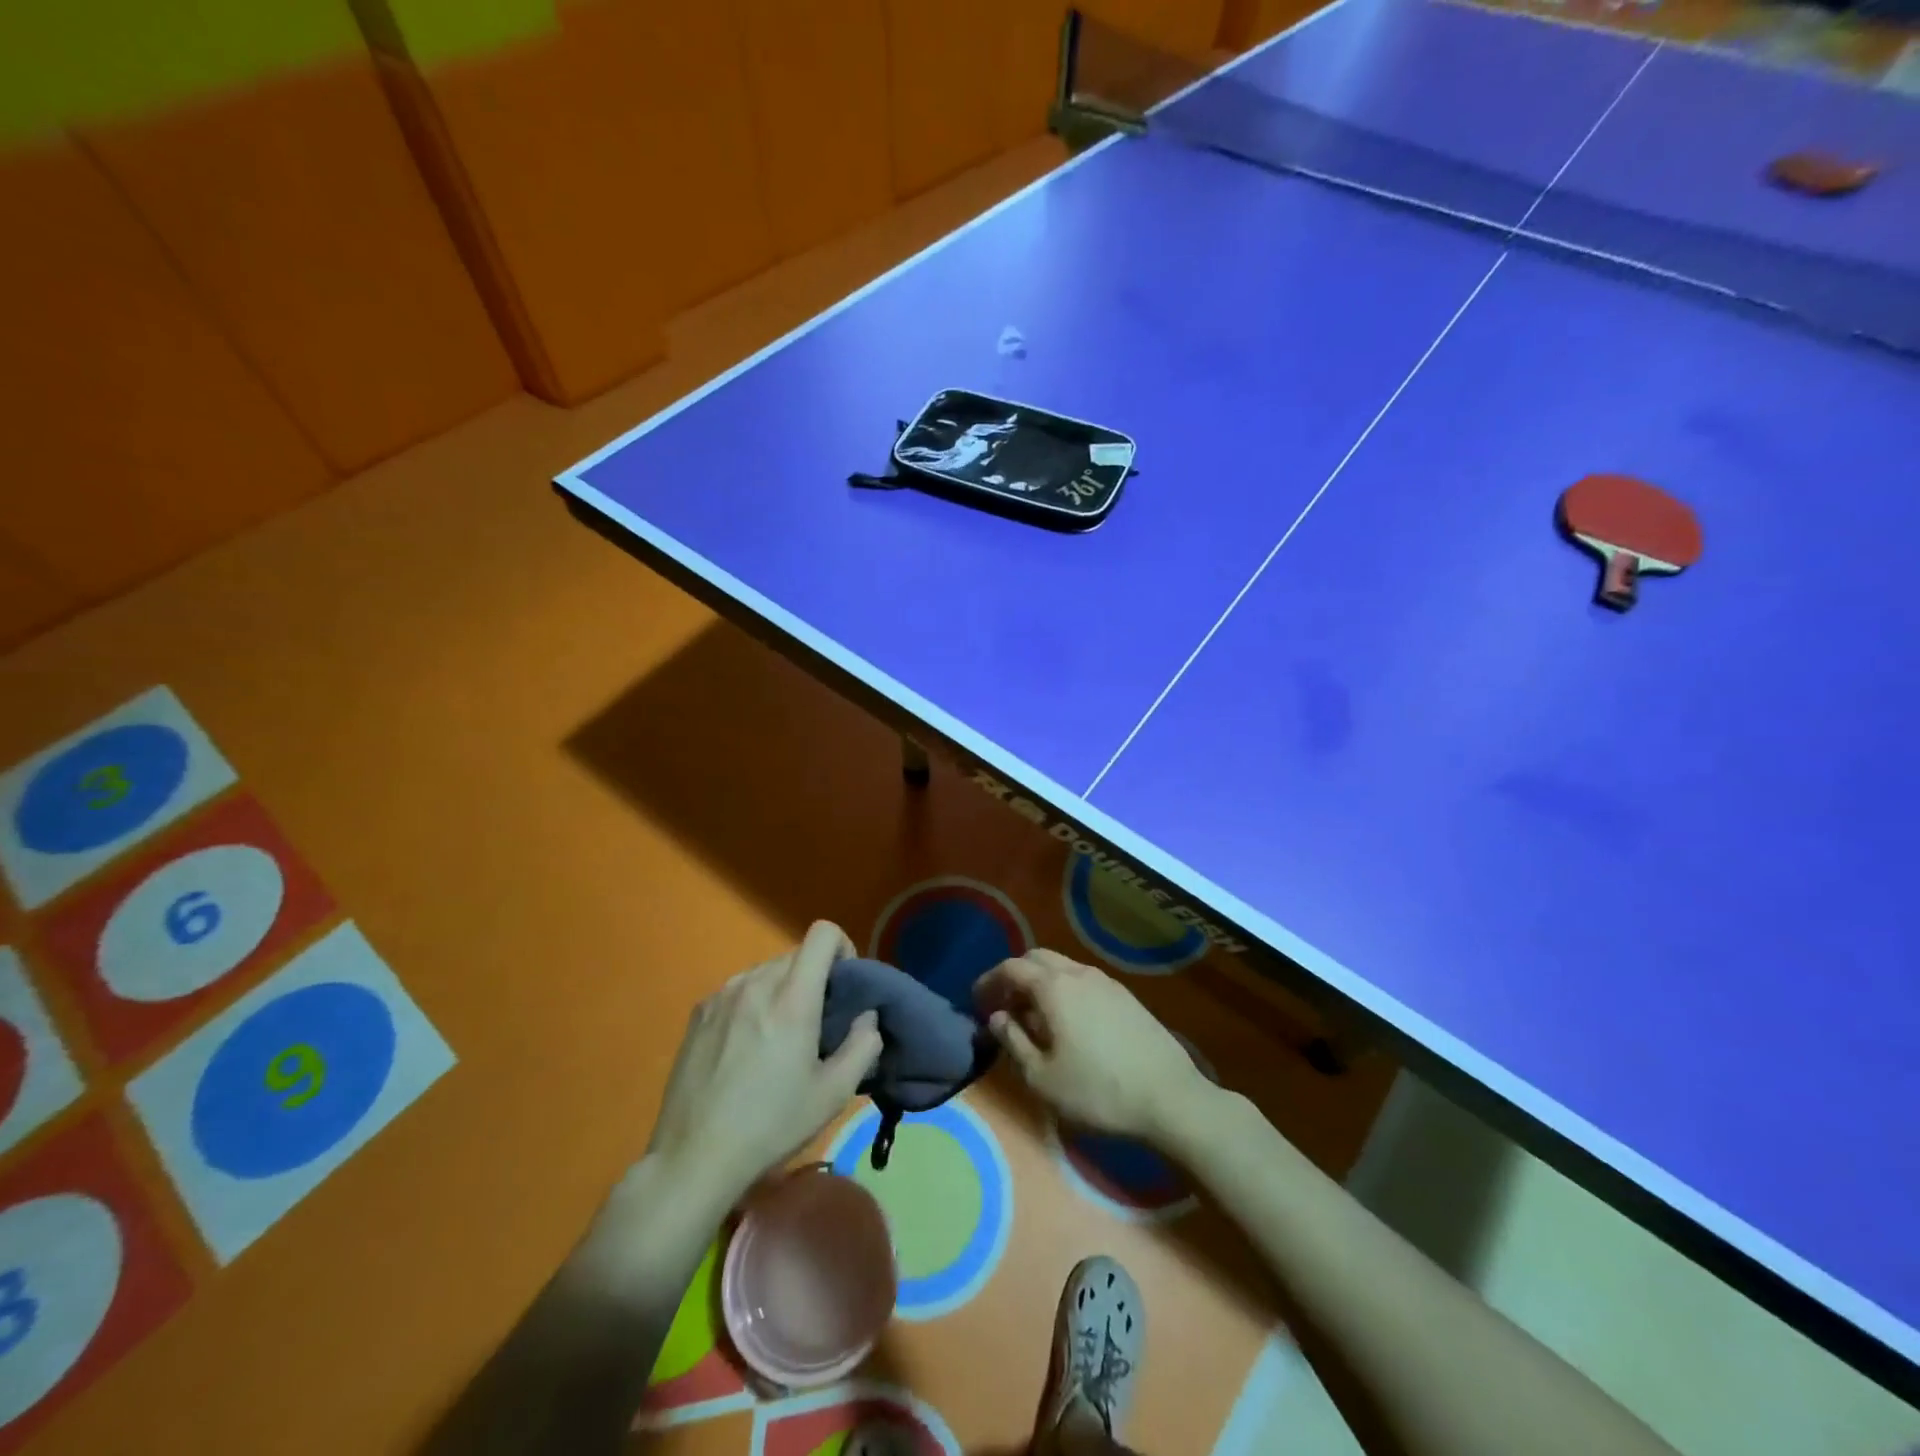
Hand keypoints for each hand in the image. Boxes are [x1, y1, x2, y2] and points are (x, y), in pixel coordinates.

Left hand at [644, 921, 881, 1209]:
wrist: (694, 1157)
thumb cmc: (771, 1125)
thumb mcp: (833, 1094)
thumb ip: (863, 1045)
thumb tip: (866, 1017)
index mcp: (792, 998)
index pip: (823, 933)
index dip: (842, 947)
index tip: (844, 985)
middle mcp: (755, 983)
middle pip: (796, 955)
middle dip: (814, 977)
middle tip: (817, 1021)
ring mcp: (722, 995)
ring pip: (766, 971)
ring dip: (782, 989)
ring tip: (779, 1037)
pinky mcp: (698, 1012)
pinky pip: (738, 990)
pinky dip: (752, 1003)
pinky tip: (745, 1048)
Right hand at [976, 949, 1213, 1145]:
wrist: (1170, 1098)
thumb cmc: (1098, 1091)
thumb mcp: (1042, 1078)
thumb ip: (1013, 1041)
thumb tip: (996, 1017)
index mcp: (1053, 987)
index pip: (1010, 967)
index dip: (988, 981)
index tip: (976, 1002)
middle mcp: (1078, 973)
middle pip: (1036, 958)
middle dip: (1014, 976)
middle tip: (1002, 1006)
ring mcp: (1106, 982)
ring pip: (1062, 967)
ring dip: (1040, 982)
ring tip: (1033, 1016)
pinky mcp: (1126, 996)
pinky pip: (1083, 980)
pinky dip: (1064, 990)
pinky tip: (1068, 1022)